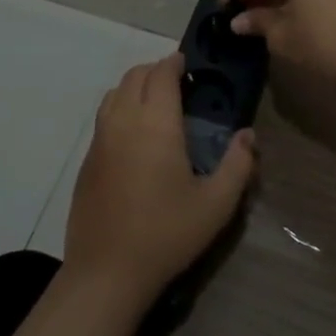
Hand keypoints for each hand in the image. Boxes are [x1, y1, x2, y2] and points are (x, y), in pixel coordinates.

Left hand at [63, 53, 256, 302]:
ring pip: (114, 92)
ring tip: (155, 103)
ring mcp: (100, 139)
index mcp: (155, 123)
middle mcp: (124, 120)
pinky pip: (103, 116)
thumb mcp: (216, 205)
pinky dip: (119, 108)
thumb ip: (238, 165)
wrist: (106, 272)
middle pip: (135, 75)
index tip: (188, 64)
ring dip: (135, 86)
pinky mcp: (87, 160)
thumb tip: (247, 135)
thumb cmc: (166, 234)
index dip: (174, 62)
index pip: (161, 73)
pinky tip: (134, 134)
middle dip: (156, 70)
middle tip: (177, 83)